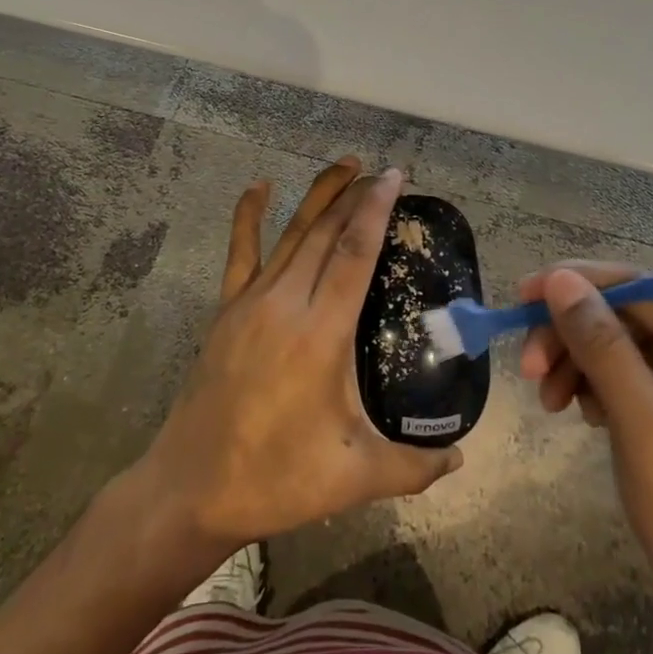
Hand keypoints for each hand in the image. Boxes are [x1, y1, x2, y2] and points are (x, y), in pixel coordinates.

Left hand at [133, 159, 461, 552]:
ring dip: (319, 196)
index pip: (355, 254)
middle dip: (355, 195)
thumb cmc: (276, 478)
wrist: (191, 488)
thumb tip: (461, 457)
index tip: (394, 178)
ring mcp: (251, 301)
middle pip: (326, 233)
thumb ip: (414, 466)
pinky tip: (258, 186)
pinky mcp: (227, 309)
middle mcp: (286, 303)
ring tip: (344, 165)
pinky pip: (240, 251)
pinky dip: (248, 215)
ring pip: (292, 234)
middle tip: (380, 172)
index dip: (375, 210)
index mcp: (320, 334)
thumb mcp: (354, 477)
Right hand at [521, 265, 652, 653]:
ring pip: (620, 344)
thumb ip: (600, 344)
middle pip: (627, 316)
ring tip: (549, 401)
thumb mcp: (644, 426)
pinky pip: (629, 374)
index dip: (576, 287)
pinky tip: (581, 413)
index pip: (640, 290)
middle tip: (528, 368)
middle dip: (573, 337)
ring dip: (578, 363)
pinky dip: (596, 386)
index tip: (519, 298)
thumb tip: (558, 277)